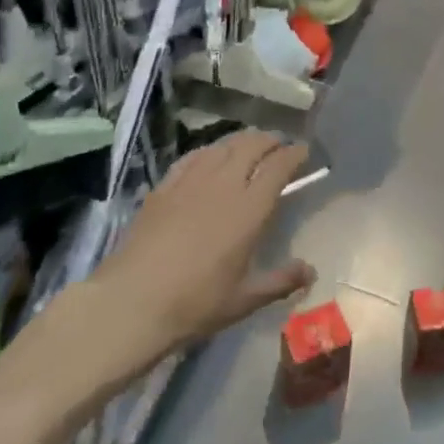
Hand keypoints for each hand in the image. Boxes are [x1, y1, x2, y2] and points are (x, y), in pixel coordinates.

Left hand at [92, 131, 315, 359]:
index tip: (304, 152)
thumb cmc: (195, 303)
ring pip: (224, 145)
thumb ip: (280, 282)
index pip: (279, 166)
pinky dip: (211, 150)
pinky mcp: (165, 185)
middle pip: (252, 145)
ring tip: (250, 146)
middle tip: (280, 145)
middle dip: (271, 140)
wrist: (133, 301)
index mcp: (249, 209)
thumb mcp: (244, 300)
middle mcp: (224, 184)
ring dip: (243, 141)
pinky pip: (194, 156)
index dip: (294, 154)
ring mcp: (192, 180)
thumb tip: (311, 272)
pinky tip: (211, 157)